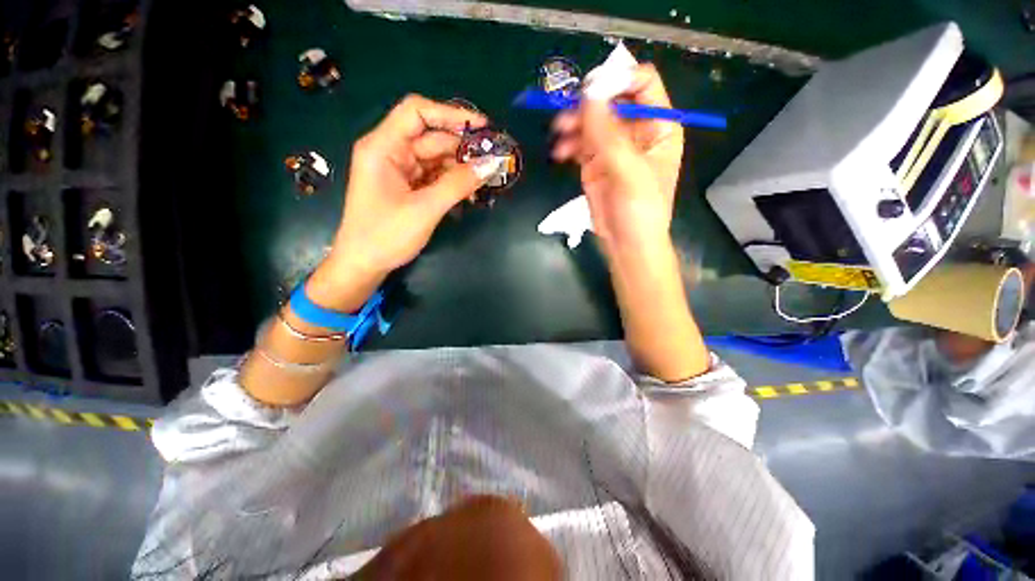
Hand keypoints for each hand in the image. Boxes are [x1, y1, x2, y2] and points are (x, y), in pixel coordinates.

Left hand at [309, 95, 492, 309]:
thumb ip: (458, 185)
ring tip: (487, 176)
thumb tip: (491, 165)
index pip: (417, 113)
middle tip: (493, 159)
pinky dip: (452, 181)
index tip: (482, 127)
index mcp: (383, 147)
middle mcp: (390, 152)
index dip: (450, 114)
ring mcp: (399, 171)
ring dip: (460, 167)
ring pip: (435, 158)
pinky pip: (434, 176)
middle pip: (431, 137)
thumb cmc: (386, 236)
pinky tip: (471, 189)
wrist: (363, 265)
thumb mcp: (425, 209)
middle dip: (462, 147)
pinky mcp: (407, 187)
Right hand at [551, 64, 683, 255]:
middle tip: (567, 113)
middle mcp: (636, 131)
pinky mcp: (595, 163)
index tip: (591, 89)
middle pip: (611, 100)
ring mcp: (613, 148)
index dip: (619, 79)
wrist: (626, 244)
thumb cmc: (640, 210)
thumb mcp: (629, 172)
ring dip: (574, 124)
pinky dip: (569, 144)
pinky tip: (560, 152)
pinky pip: (580, 143)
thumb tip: (588, 94)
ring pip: (592, 121)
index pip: (642, 85)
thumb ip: (609, 134)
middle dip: (589, 104)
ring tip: (560, 134)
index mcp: (658, 126)